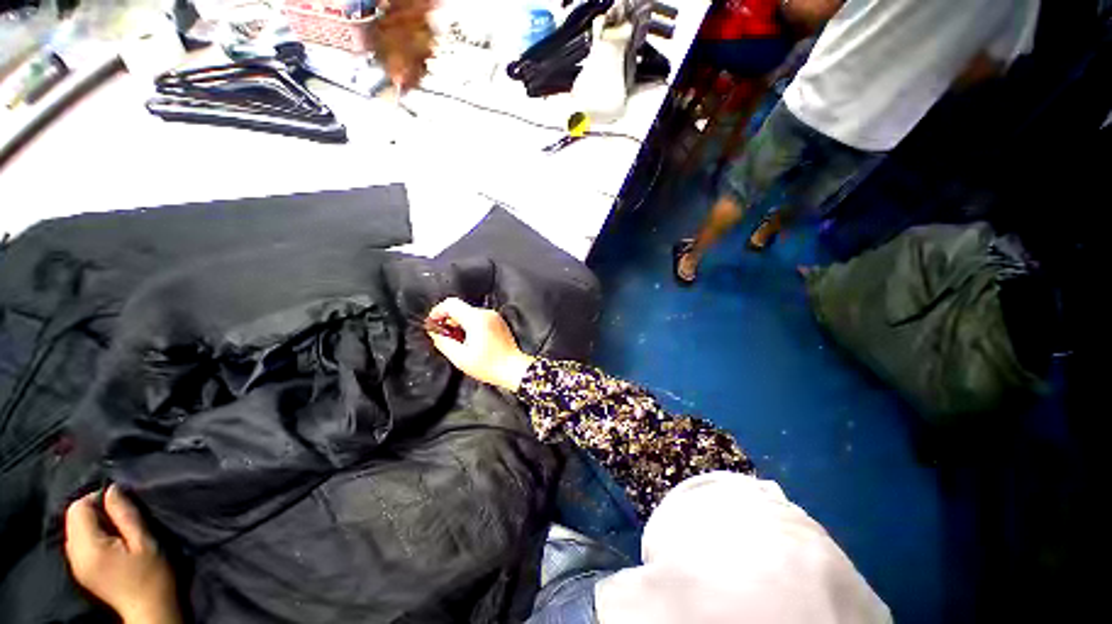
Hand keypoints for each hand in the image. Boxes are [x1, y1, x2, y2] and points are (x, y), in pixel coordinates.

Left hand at [64, 485, 180, 623]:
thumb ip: (125, 514)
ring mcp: (75, 565)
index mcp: (89, 547)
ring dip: (93, 524)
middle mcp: (74, 555)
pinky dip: (92, 536)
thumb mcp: (145, 541)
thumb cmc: (152, 574)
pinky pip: (78, 542)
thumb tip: (112, 489)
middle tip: (121, 517)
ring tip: (118, 532)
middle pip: (73, 518)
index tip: (121, 504)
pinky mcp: (81, 571)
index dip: (97, 498)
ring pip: (75, 530)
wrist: (150, 610)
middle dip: (94, 511)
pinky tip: (110, 545)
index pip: (78, 508)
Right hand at [426, 298, 534, 391]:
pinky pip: (479, 318)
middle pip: (460, 309)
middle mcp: (486, 313)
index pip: (451, 304)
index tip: (433, 324)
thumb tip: (435, 333)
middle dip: (448, 320)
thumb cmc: (489, 365)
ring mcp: (494, 317)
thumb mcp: (461, 358)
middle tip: (443, 336)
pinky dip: (470, 326)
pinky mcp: (499, 322)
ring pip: (469, 313)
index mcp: (476, 319)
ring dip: (459, 324)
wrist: (514, 369)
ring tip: (457, 342)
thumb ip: (444, 343)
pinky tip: (470, 341)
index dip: (437, 311)